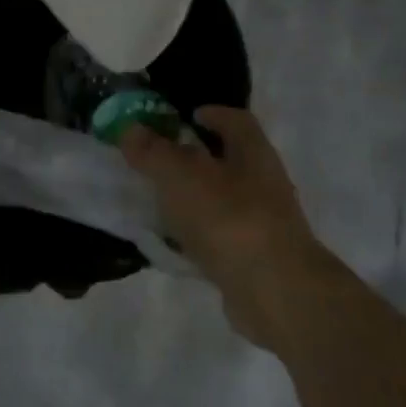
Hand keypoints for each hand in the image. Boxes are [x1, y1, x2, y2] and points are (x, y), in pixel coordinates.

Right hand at [119, 106, 324, 342]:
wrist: (275, 292)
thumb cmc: (229, 218)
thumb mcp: (180, 176)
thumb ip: (153, 152)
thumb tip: (130, 129)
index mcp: (253, 153)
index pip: (237, 121)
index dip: (213, 114)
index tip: (186, 116)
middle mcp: (264, 183)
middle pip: (230, 160)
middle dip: (197, 157)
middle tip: (159, 158)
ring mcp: (264, 224)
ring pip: (224, 200)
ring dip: (195, 197)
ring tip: (158, 200)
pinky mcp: (255, 259)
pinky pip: (220, 236)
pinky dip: (197, 234)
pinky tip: (172, 242)